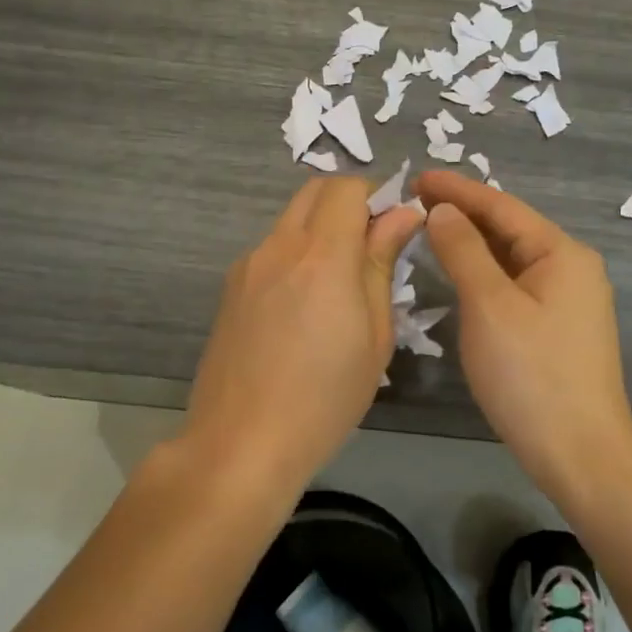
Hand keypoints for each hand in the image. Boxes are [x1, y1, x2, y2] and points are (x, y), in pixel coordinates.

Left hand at [183, 176, 425, 495]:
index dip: (376, 196)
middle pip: (315, 191)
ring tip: (338, 283)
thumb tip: (401, 215)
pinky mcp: (230, 287)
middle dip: (348, 202)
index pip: (348, 188)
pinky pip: (271, 249)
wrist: (240, 444)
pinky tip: (303, 306)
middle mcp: (279, 246)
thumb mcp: (374, 335)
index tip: (394, 228)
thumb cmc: (325, 398)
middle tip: (372, 246)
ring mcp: (248, 264)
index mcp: (321, 255)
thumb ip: (382, 264)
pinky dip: (296, 253)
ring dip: (320, 228)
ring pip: (291, 219)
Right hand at [415, 172, 631, 500]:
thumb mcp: (489, 306)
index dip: (457, 190)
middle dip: (463, 213)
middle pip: (509, 228)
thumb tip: (442, 210)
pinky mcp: (558, 327)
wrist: (580, 454)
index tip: (416, 177)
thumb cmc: (531, 375)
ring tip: (429, 228)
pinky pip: (514, 284)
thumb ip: (463, 250)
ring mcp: (568, 300)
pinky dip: (483, 272)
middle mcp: (571, 268)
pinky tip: (460, 274)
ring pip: (511, 258)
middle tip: (414, 201)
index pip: (501, 206)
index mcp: (561, 253)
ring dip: (471, 242)